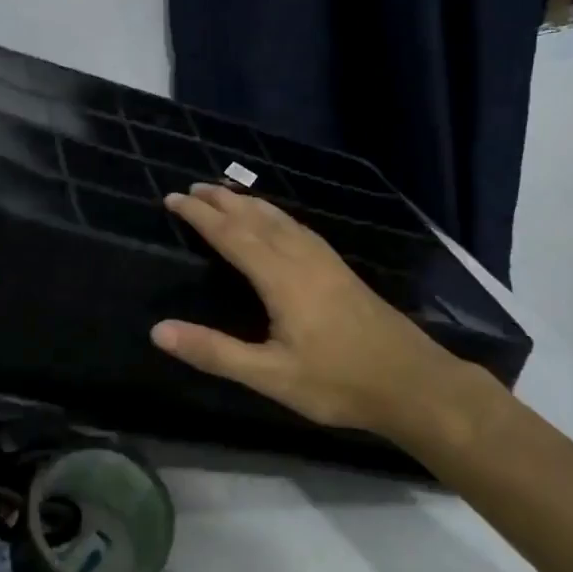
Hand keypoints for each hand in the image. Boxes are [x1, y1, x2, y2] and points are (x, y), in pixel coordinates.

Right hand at [152, 185, 487, 442]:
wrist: (414, 383)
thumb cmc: (338, 382)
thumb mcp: (271, 375)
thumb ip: (215, 352)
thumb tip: (158, 330)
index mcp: (281, 277)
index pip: (231, 235)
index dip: (200, 216)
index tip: (173, 198)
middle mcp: (301, 257)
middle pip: (255, 218)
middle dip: (221, 201)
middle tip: (192, 188)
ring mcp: (325, 261)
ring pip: (279, 218)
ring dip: (248, 203)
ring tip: (226, 194)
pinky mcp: (340, 269)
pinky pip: (297, 227)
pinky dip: (274, 214)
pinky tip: (278, 222)